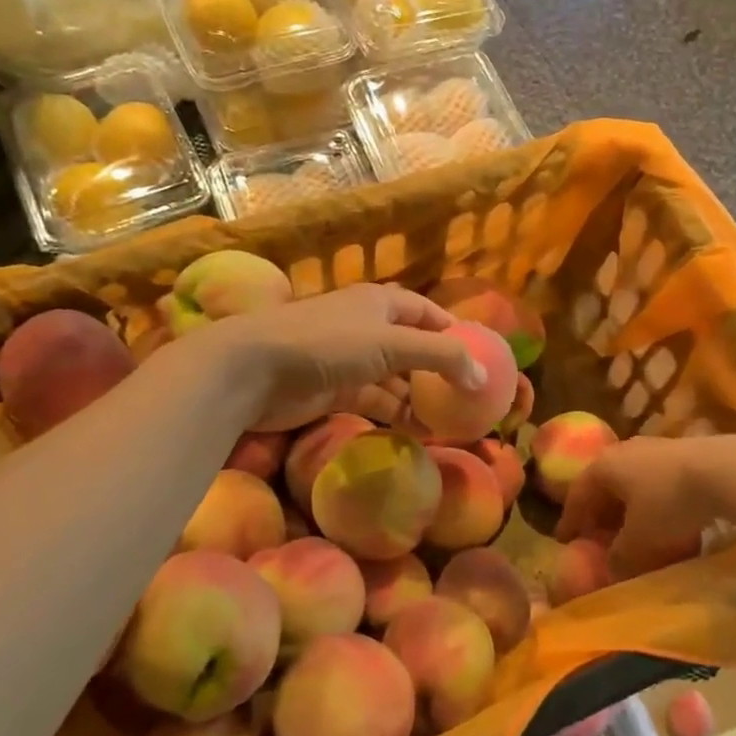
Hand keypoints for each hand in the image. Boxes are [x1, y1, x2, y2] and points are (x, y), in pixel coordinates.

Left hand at [189, 283, 484, 430]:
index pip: (426, 312)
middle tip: (465, 399)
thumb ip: (441, 357)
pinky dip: (394, 413)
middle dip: (437, 372)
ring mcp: (348, 360)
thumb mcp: (392, 344)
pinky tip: (414, 431)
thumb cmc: (328, 344)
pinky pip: (373, 400)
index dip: (451, 331)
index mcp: (381, 303)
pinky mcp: (332, 391)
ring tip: (446, 423)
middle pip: (411, 348)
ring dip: (417, 398)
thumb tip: (482, 377)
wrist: (254, 369)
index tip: (477, 357)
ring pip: (393, 379)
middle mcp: (366, 326)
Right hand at [554, 435, 735, 577]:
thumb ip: (620, 557)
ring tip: (634, 533)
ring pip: (633, 483)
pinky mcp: (683, 454)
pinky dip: (653, 504)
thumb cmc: (669, 503)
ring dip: (629, 509)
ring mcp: (655, 449)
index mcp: (604, 466)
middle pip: (605, 485)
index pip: (577, 493)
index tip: (564, 540)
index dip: (570, 519)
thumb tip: (611, 569)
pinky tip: (667, 523)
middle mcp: (624, 451)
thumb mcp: (639, 540)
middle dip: (601, 513)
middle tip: (599, 537)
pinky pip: (657, 483)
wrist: (724, 470)